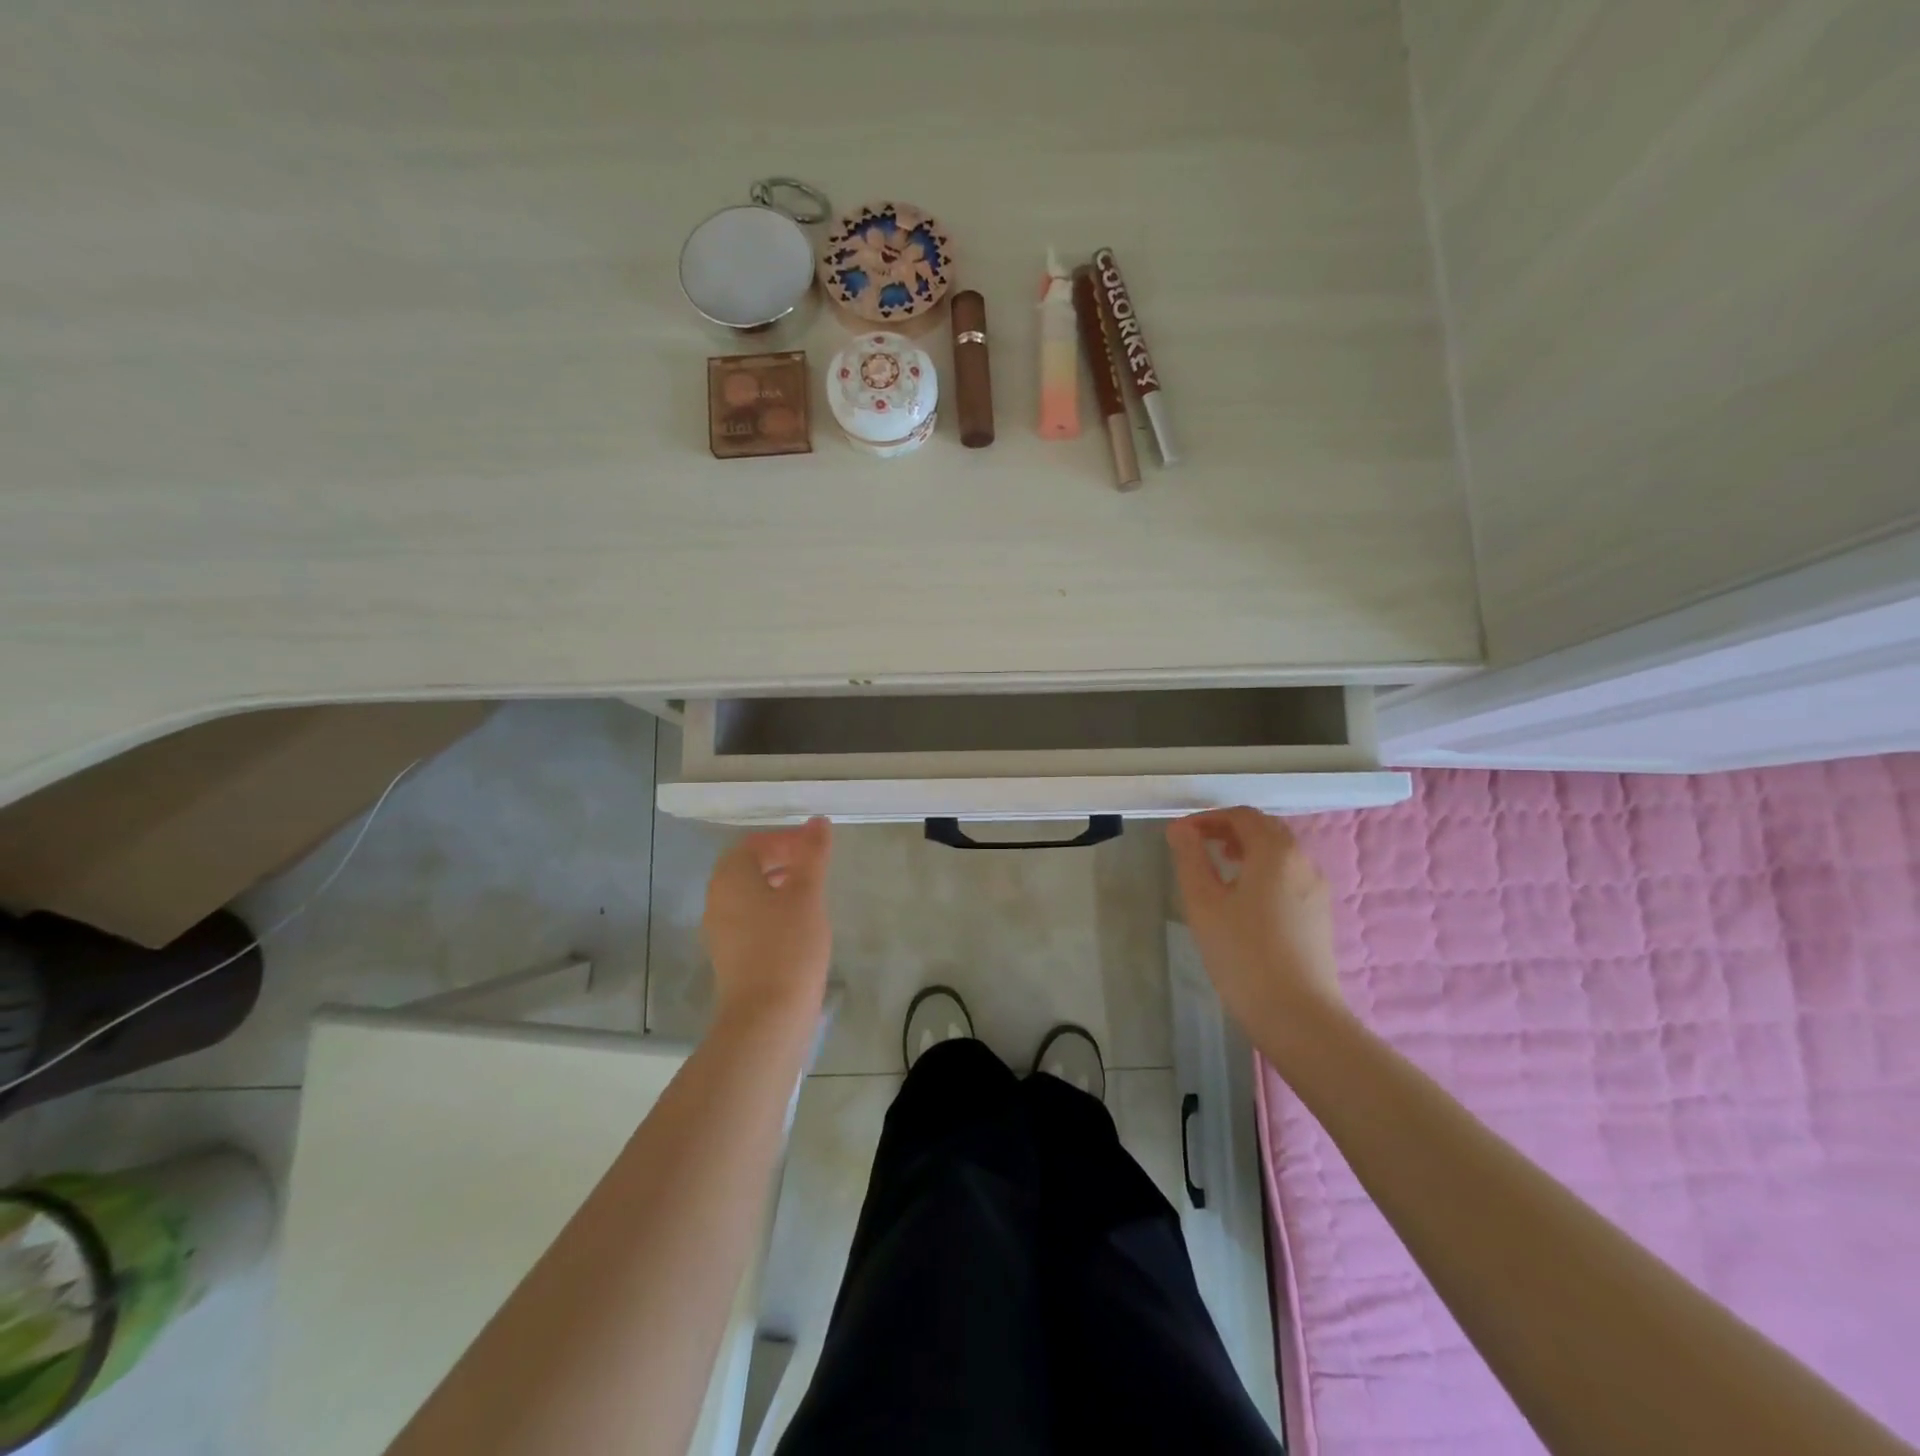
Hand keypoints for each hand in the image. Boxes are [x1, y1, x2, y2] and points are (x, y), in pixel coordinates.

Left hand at [702, 818, 833, 1032]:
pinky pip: (749, 919)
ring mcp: (720, 930)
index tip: (815, 848)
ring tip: (810, 894)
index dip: (784, 840)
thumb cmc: (788, 947)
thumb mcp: (807, 894)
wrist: (766, 1018)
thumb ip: (812, 854)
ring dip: (777, 885)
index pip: (753, 844)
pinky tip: (798, 926)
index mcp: (730, 878)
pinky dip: (771, 910)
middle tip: (814, 867)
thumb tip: (817, 821)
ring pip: (748, 894)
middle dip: (781, 860)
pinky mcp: (730, 956)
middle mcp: (717, 899)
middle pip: (747, 867)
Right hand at [1166, 808, 1345, 1036]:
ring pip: (1280, 853)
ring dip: (1248, 849)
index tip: (1181, 835)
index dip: (1209, 818)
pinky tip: (1244, 898)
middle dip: (1229, 830)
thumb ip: (1190, 858)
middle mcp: (1303, 861)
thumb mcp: (1203, 902)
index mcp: (1275, 852)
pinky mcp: (1320, 914)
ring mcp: (1317, 888)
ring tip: (1219, 868)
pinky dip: (1264, 870)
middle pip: (1265, 829)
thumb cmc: (1243, 954)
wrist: (1297, 1015)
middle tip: (1198, 845)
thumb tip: (1180, 828)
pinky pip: (1289, 875)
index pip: (1242, 816)